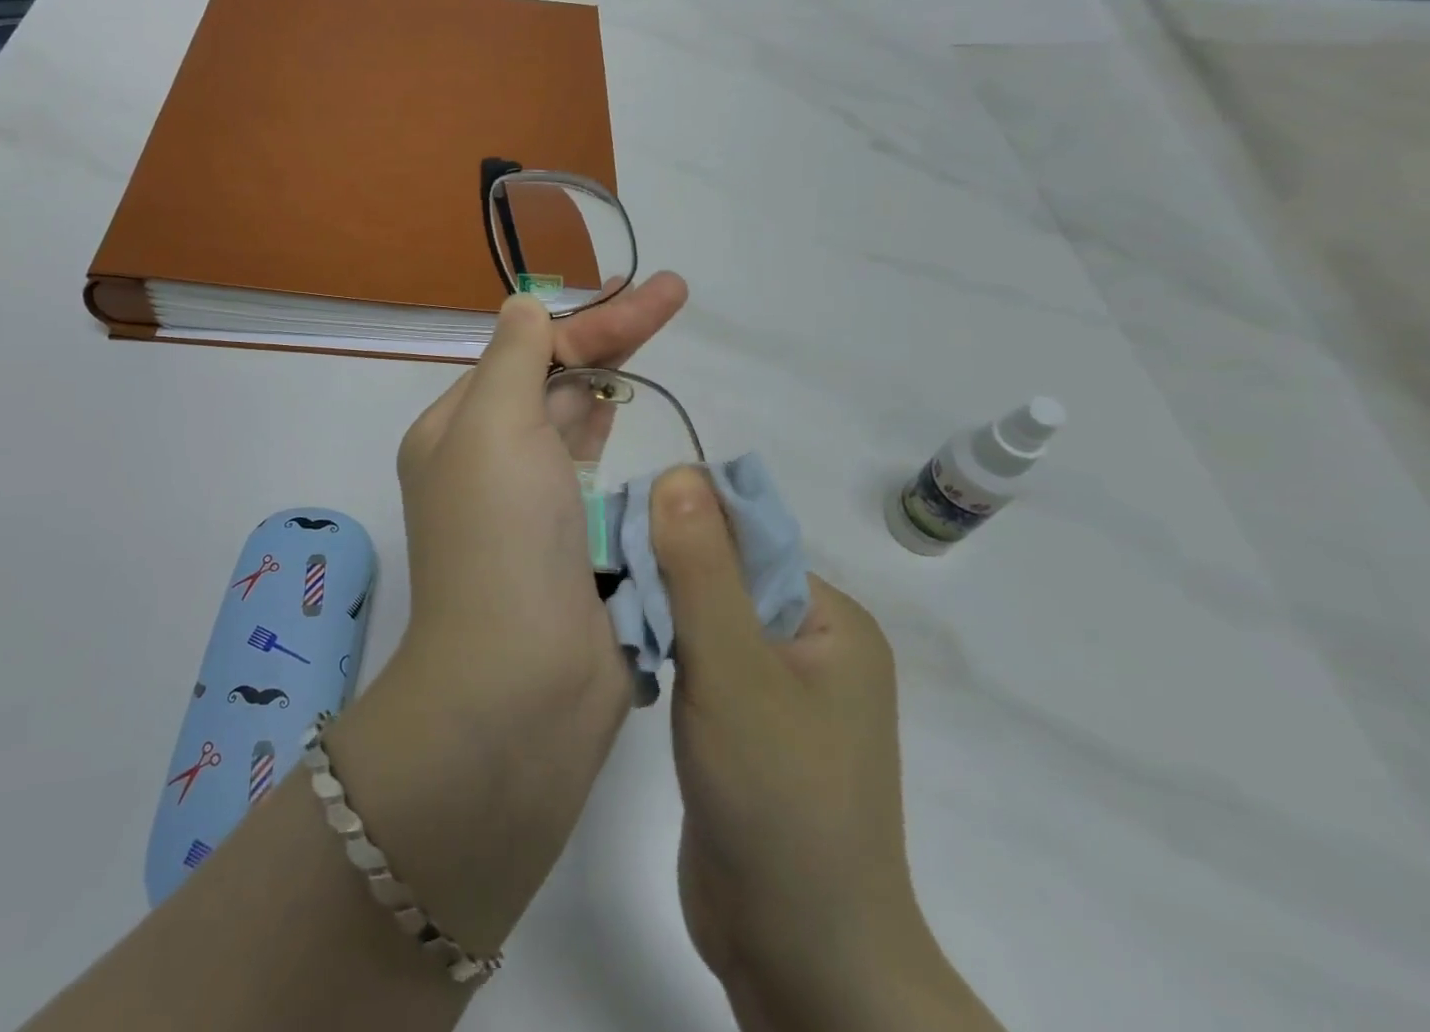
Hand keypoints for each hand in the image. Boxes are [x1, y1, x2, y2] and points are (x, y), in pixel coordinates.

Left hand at [391, 272, 688, 720]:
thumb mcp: (494, 427)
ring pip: (574, 424)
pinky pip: (597, 476)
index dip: (590, 322)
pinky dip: (616, 443)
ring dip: (610, 382)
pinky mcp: (571, 545)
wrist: (520, 686)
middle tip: (671, 296)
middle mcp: (487, 462)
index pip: (527, 353)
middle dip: (610, 338)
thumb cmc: (501, 540)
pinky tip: (637, 415)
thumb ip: (514, 359)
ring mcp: (530, 506)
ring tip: (654, 335)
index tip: (652, 296)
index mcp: (456, 430)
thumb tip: (526, 306)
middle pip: (553, 381)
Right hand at [649, 469, 1002, 1031]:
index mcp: (830, 619)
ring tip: (601, 603)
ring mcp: (776, 689)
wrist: (799, 957)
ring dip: (657, 611)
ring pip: (704, 620)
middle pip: (723, 576)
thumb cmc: (779, 799)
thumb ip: (703, 569)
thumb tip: (678, 472)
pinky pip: (698, 662)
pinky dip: (661, 651)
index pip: (747, 538)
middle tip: (598, 569)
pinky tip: (622, 650)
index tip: (618, 529)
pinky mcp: (743, 726)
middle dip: (664, 571)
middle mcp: (811, 644)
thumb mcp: (734, 669)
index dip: (683, 525)